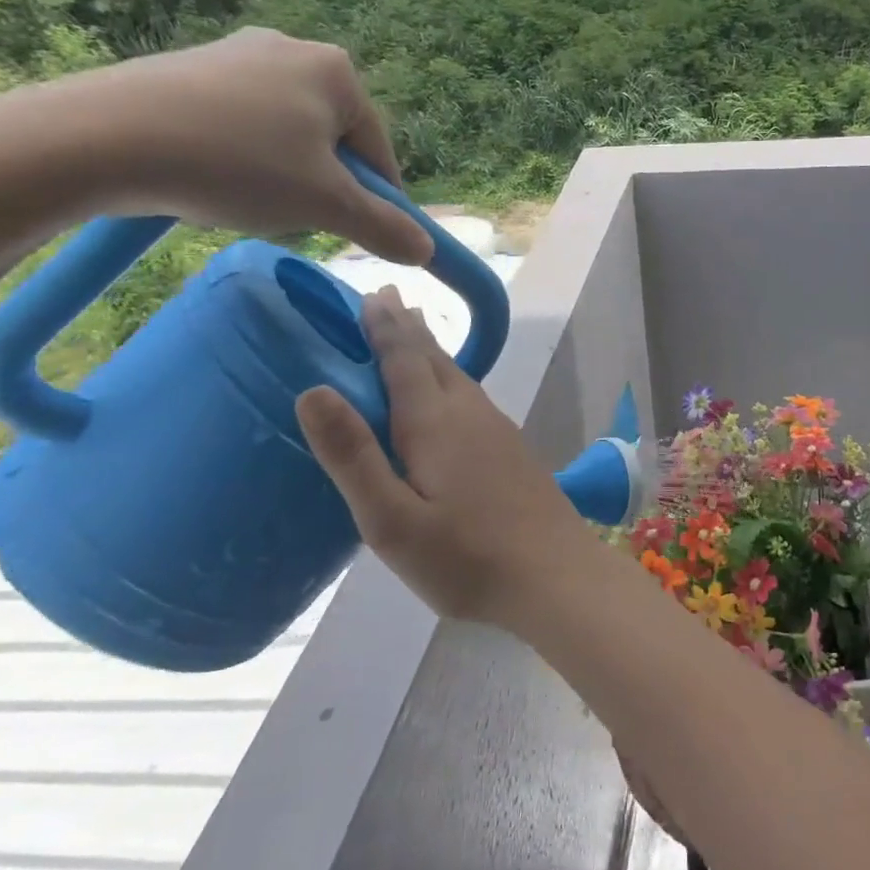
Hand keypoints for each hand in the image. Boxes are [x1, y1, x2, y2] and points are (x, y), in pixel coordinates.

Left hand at [43, 27, 433, 263]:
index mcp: (337, 72)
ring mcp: (236, 54)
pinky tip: (213, 179)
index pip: (379, 152)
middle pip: (333, 141)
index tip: (357, 235)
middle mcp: (293, 48)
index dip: (376, 201)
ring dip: (283, 176)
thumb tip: (427, 251)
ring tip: (247, 202)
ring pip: (288, 135)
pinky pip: (241, 124)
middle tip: (294, 219)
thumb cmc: (237, 165)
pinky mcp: (189, 68)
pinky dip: (241, 157)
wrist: (100, 137)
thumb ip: (385, 227)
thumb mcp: (326, 205)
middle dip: (323, 186)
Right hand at [295, 287, 595, 627]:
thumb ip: (354, 456)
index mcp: (436, 424)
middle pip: (435, 361)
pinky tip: (455, 395)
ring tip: (416, 334)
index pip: (404, 361)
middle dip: (408, 329)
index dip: (385, 327)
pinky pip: (474, 398)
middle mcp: (471, 415)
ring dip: (433, 352)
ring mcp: (499, 432)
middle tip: (388, 298)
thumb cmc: (466, 558)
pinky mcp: (515, 451)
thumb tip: (313, 390)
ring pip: (459, 378)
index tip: (370, 293)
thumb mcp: (391, 521)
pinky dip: (453, 380)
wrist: (556, 575)